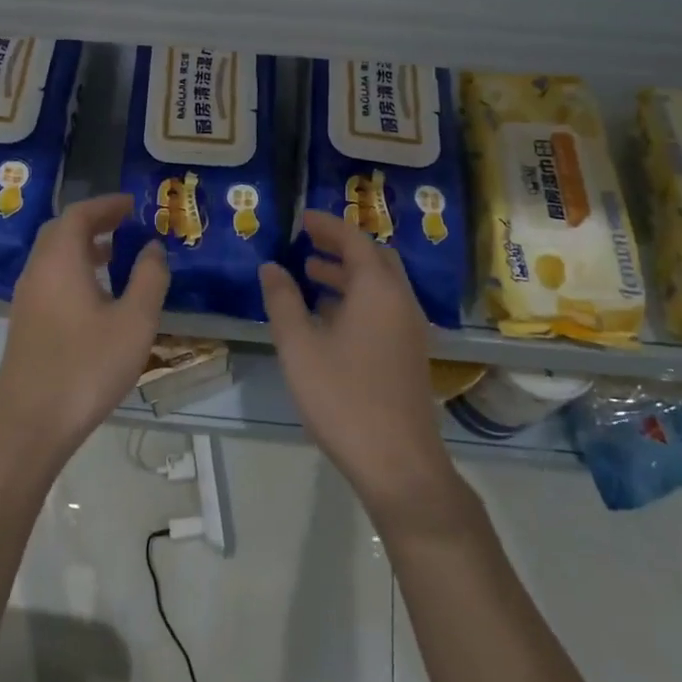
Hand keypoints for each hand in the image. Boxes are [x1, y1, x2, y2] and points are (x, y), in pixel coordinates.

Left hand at [0, 193, 170, 467]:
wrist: (30, 425)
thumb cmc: (87, 366)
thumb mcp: (134, 322)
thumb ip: (149, 278)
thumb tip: (153, 247)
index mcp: (60, 260)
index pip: (79, 214)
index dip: (106, 205)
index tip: (132, 204)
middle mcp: (37, 271)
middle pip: (61, 231)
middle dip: (93, 222)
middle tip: (124, 223)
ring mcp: (26, 299)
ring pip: (53, 257)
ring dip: (82, 247)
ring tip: (116, 255)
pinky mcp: (24, 324)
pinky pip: (50, 279)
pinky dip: (73, 270)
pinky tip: (96, 296)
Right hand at [260, 211, 457, 520]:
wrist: (398, 462)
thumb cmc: (343, 397)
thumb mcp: (299, 346)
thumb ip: (283, 301)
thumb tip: (271, 268)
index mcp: (377, 290)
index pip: (355, 240)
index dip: (328, 225)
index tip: (302, 218)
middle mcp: (400, 301)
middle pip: (375, 258)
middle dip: (342, 245)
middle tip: (308, 241)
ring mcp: (410, 328)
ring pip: (381, 284)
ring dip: (349, 273)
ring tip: (311, 274)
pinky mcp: (410, 353)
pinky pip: (385, 307)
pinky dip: (358, 297)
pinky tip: (330, 316)